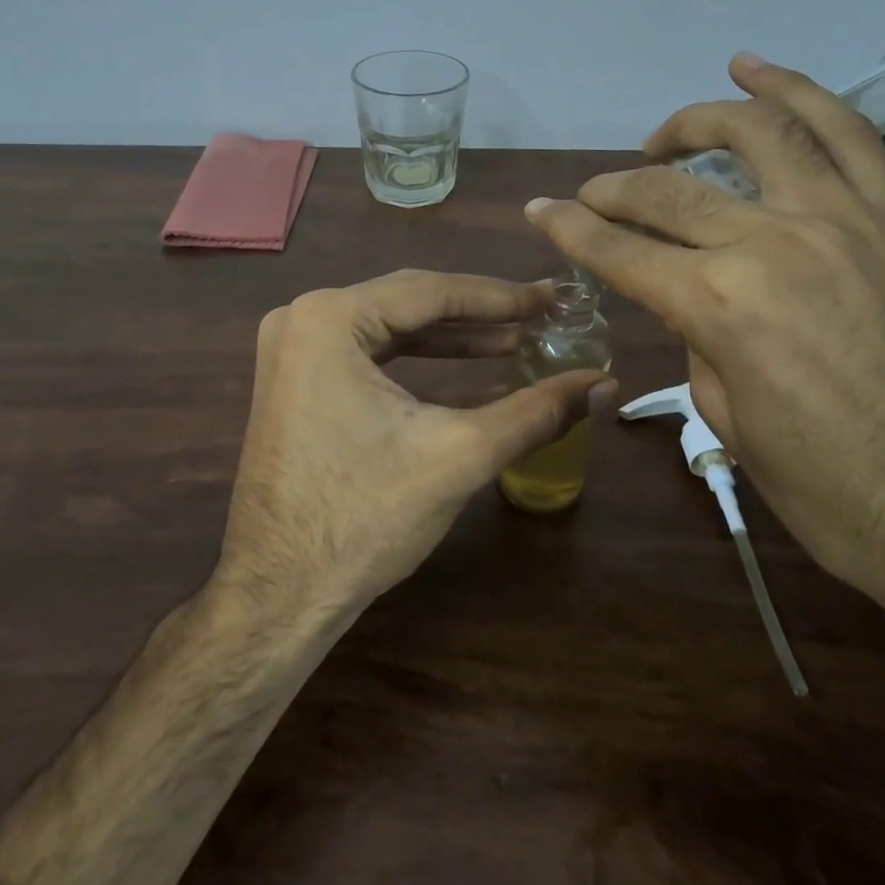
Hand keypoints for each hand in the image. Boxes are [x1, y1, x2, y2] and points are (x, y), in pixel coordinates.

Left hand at [215, 270, 613, 619]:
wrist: (280, 594)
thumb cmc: (365, 518)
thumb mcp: (460, 454)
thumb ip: (536, 411)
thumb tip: (604, 383)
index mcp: (329, 318)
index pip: (430, 291)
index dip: (499, 295)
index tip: (551, 297)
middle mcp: (301, 317)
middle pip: (407, 301)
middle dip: (477, 312)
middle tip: (539, 314)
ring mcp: (291, 348)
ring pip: (388, 325)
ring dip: (450, 335)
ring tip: (513, 340)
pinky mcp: (293, 377)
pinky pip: (365, 350)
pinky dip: (414, 356)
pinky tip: (463, 361)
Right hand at [525, 54, 884, 611]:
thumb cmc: (832, 492)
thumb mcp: (727, 418)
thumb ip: (699, 336)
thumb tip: (691, 295)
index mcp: (719, 305)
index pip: (619, 252)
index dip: (568, 230)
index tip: (538, 212)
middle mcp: (773, 242)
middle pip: (669, 191)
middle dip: (612, 189)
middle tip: (590, 194)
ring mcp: (844, 218)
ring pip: (756, 132)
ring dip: (694, 122)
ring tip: (663, 134)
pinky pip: (846, 132)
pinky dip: (796, 91)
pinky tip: (755, 71)